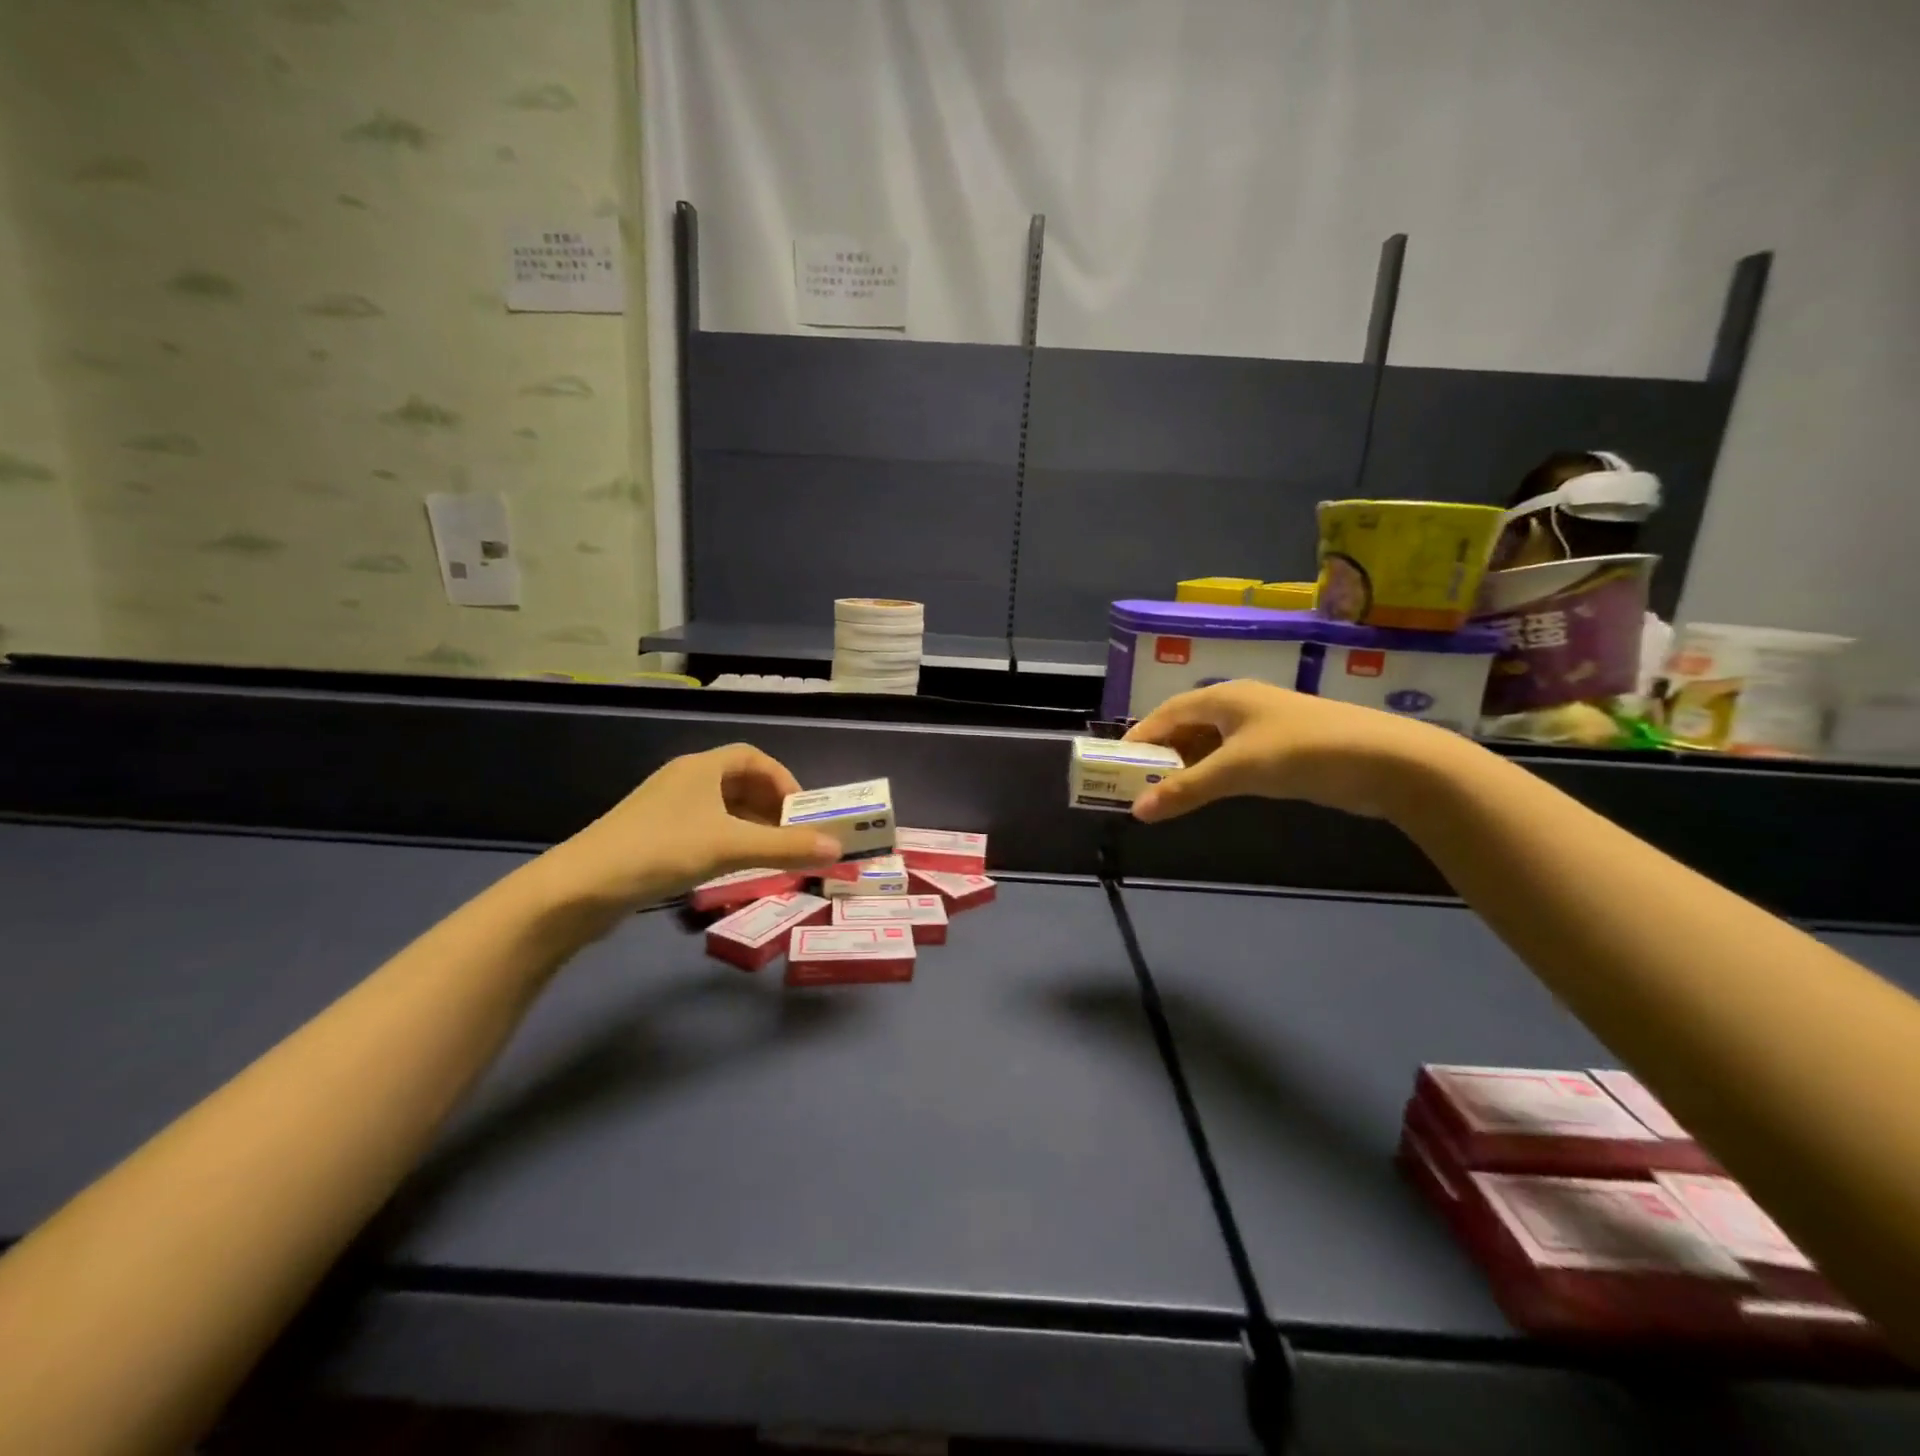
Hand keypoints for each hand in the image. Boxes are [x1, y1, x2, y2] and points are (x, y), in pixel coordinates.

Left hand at [539, 744, 841, 910]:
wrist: (581, 888)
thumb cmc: (660, 851)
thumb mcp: (729, 846)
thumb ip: (786, 847)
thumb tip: (839, 850)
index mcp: (701, 768)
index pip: (753, 758)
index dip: (783, 779)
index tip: (803, 810)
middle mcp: (685, 780)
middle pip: (740, 782)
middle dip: (772, 806)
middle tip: (795, 834)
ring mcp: (666, 809)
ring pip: (722, 808)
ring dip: (752, 826)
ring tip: (773, 853)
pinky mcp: (654, 836)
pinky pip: (705, 828)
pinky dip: (729, 840)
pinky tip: (736, 866)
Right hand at [1122, 680, 1465, 822]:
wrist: (1387, 761)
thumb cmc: (1302, 752)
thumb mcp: (1237, 770)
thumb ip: (1186, 789)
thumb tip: (1137, 810)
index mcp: (1225, 697)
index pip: (1167, 713)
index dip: (1140, 737)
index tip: (1116, 765)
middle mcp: (1241, 705)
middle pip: (1187, 726)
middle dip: (1161, 755)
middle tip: (1139, 786)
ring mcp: (1265, 726)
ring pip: (1211, 744)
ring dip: (1188, 767)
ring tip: (1168, 795)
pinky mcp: (1284, 747)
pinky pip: (1234, 757)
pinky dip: (1214, 773)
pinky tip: (1209, 793)